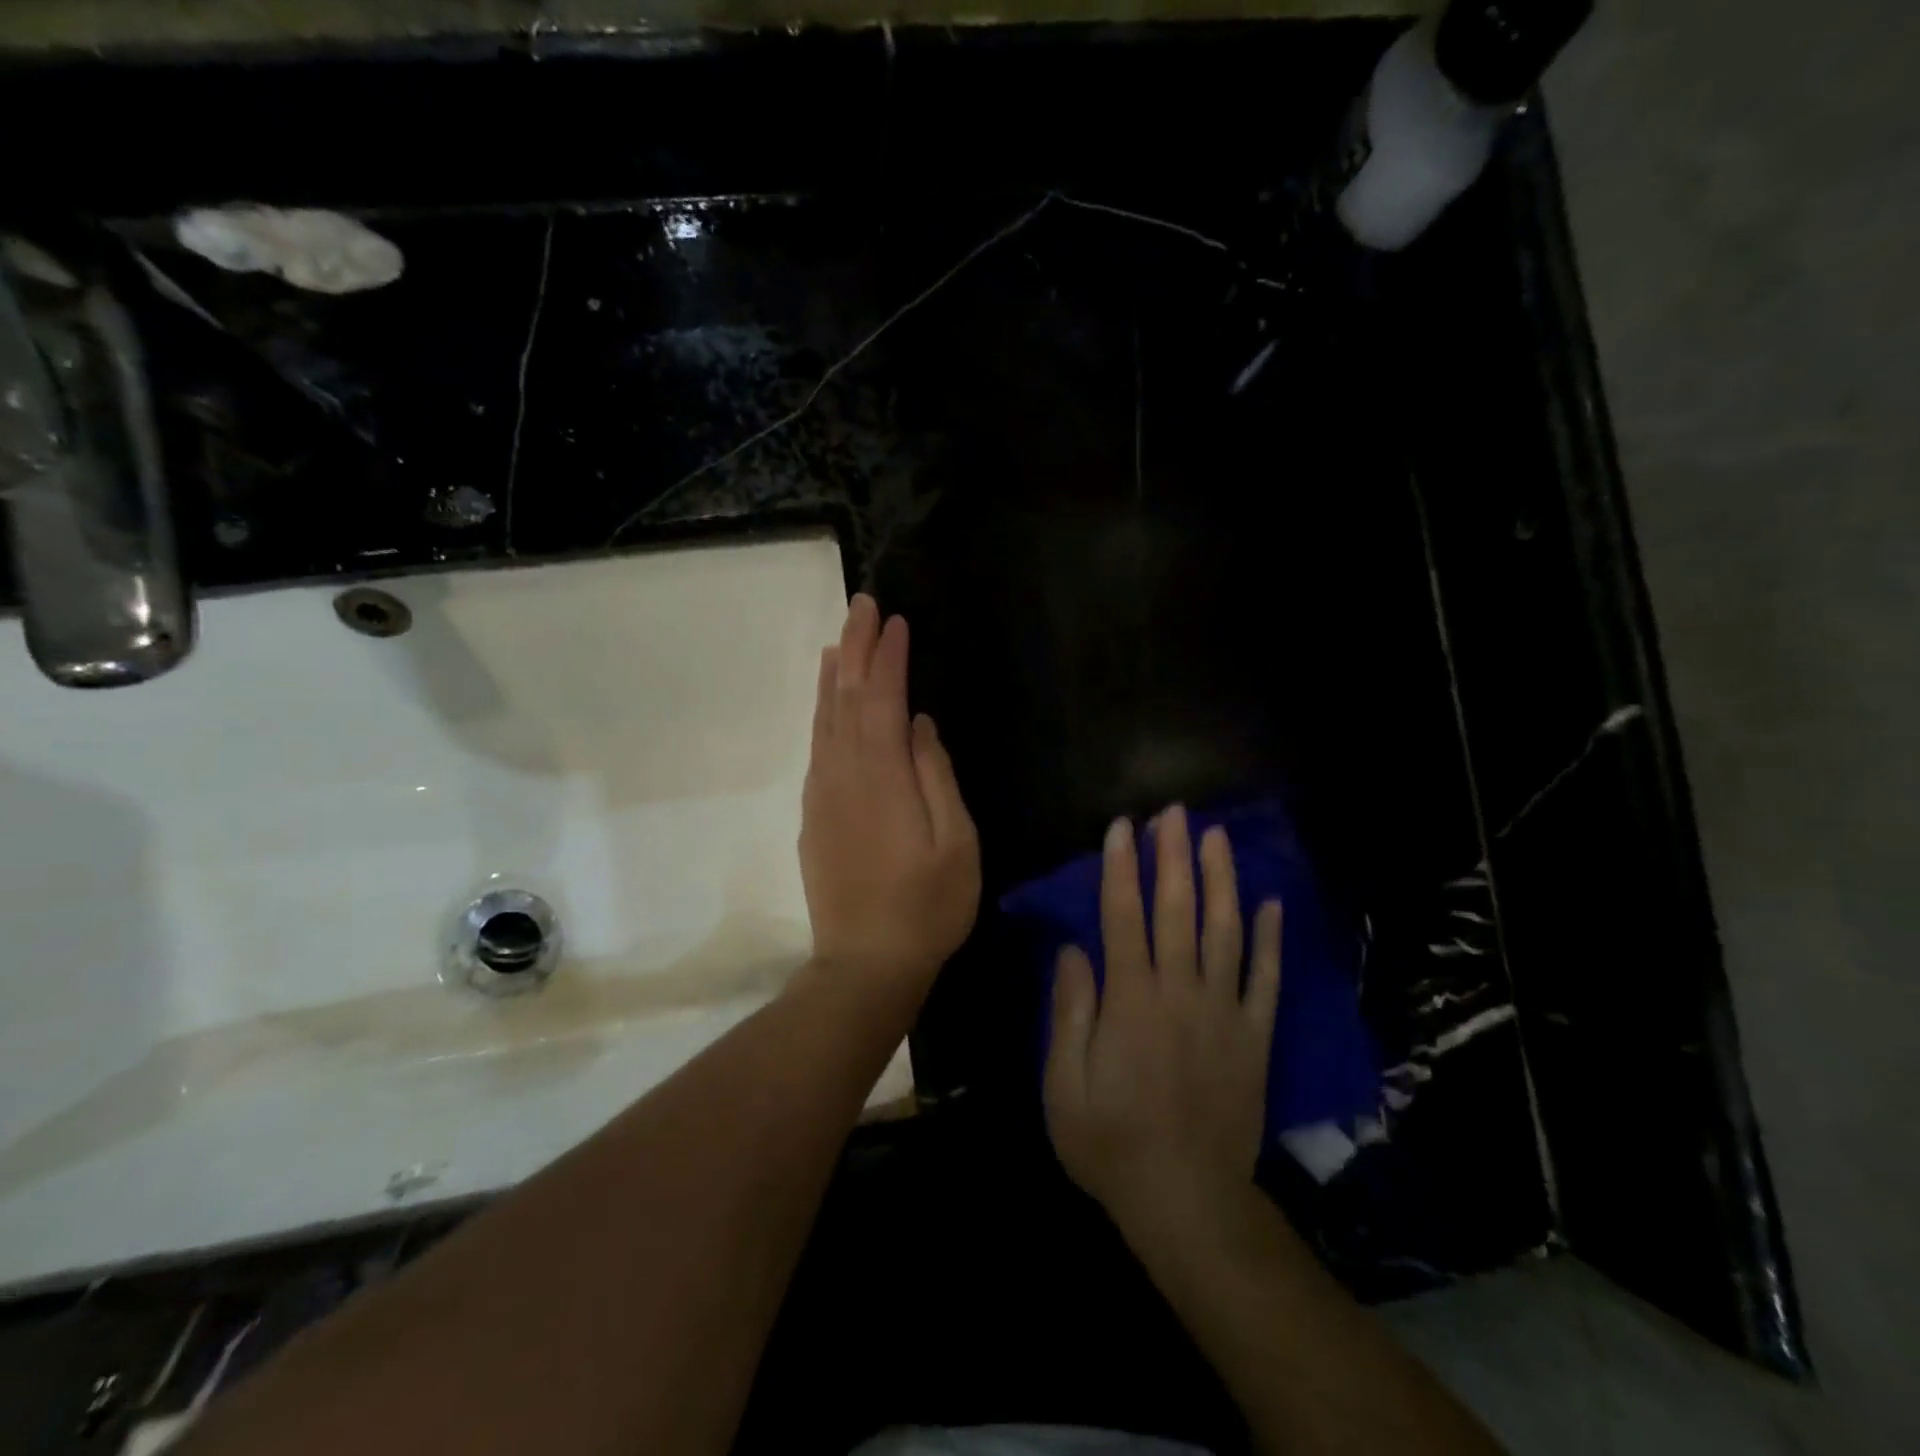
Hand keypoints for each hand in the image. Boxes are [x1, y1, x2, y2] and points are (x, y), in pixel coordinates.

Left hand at [799, 594, 980, 993]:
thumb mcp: (956, 843)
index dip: (888, 657)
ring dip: (834, 676)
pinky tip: (828, 704)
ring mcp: (822, 795)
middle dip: (856, 648)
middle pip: (847, 698)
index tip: (895, 620)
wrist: (864, 967)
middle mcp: (843, 774)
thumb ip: (936, 776)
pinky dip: (821, 714)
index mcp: (882, 776)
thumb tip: (920, 725)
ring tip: (841, 640)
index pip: (883, 699)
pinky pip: (817, 747)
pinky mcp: (813, 816)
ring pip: (824, 720)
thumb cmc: (927, 907)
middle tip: (862, 605)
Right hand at [1044, 806, 1281, 1241]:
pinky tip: (1271, 903)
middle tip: (1175, 812)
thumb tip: (1073, 949)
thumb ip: (1069, 1011)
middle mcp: (1181, 992)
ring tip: (1217, 837)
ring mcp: (1224, 1012)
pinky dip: (1269, 940)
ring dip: (1221, 880)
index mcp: (1131, 1000)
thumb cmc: (1110, 1142)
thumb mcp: (1063, 1084)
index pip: (1124, 916)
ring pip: (1225, 932)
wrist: (1187, 1202)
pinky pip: (1265, 979)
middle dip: (1174, 856)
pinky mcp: (1254, 1037)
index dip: (1122, 867)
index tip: (1123, 826)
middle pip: (1178, 910)